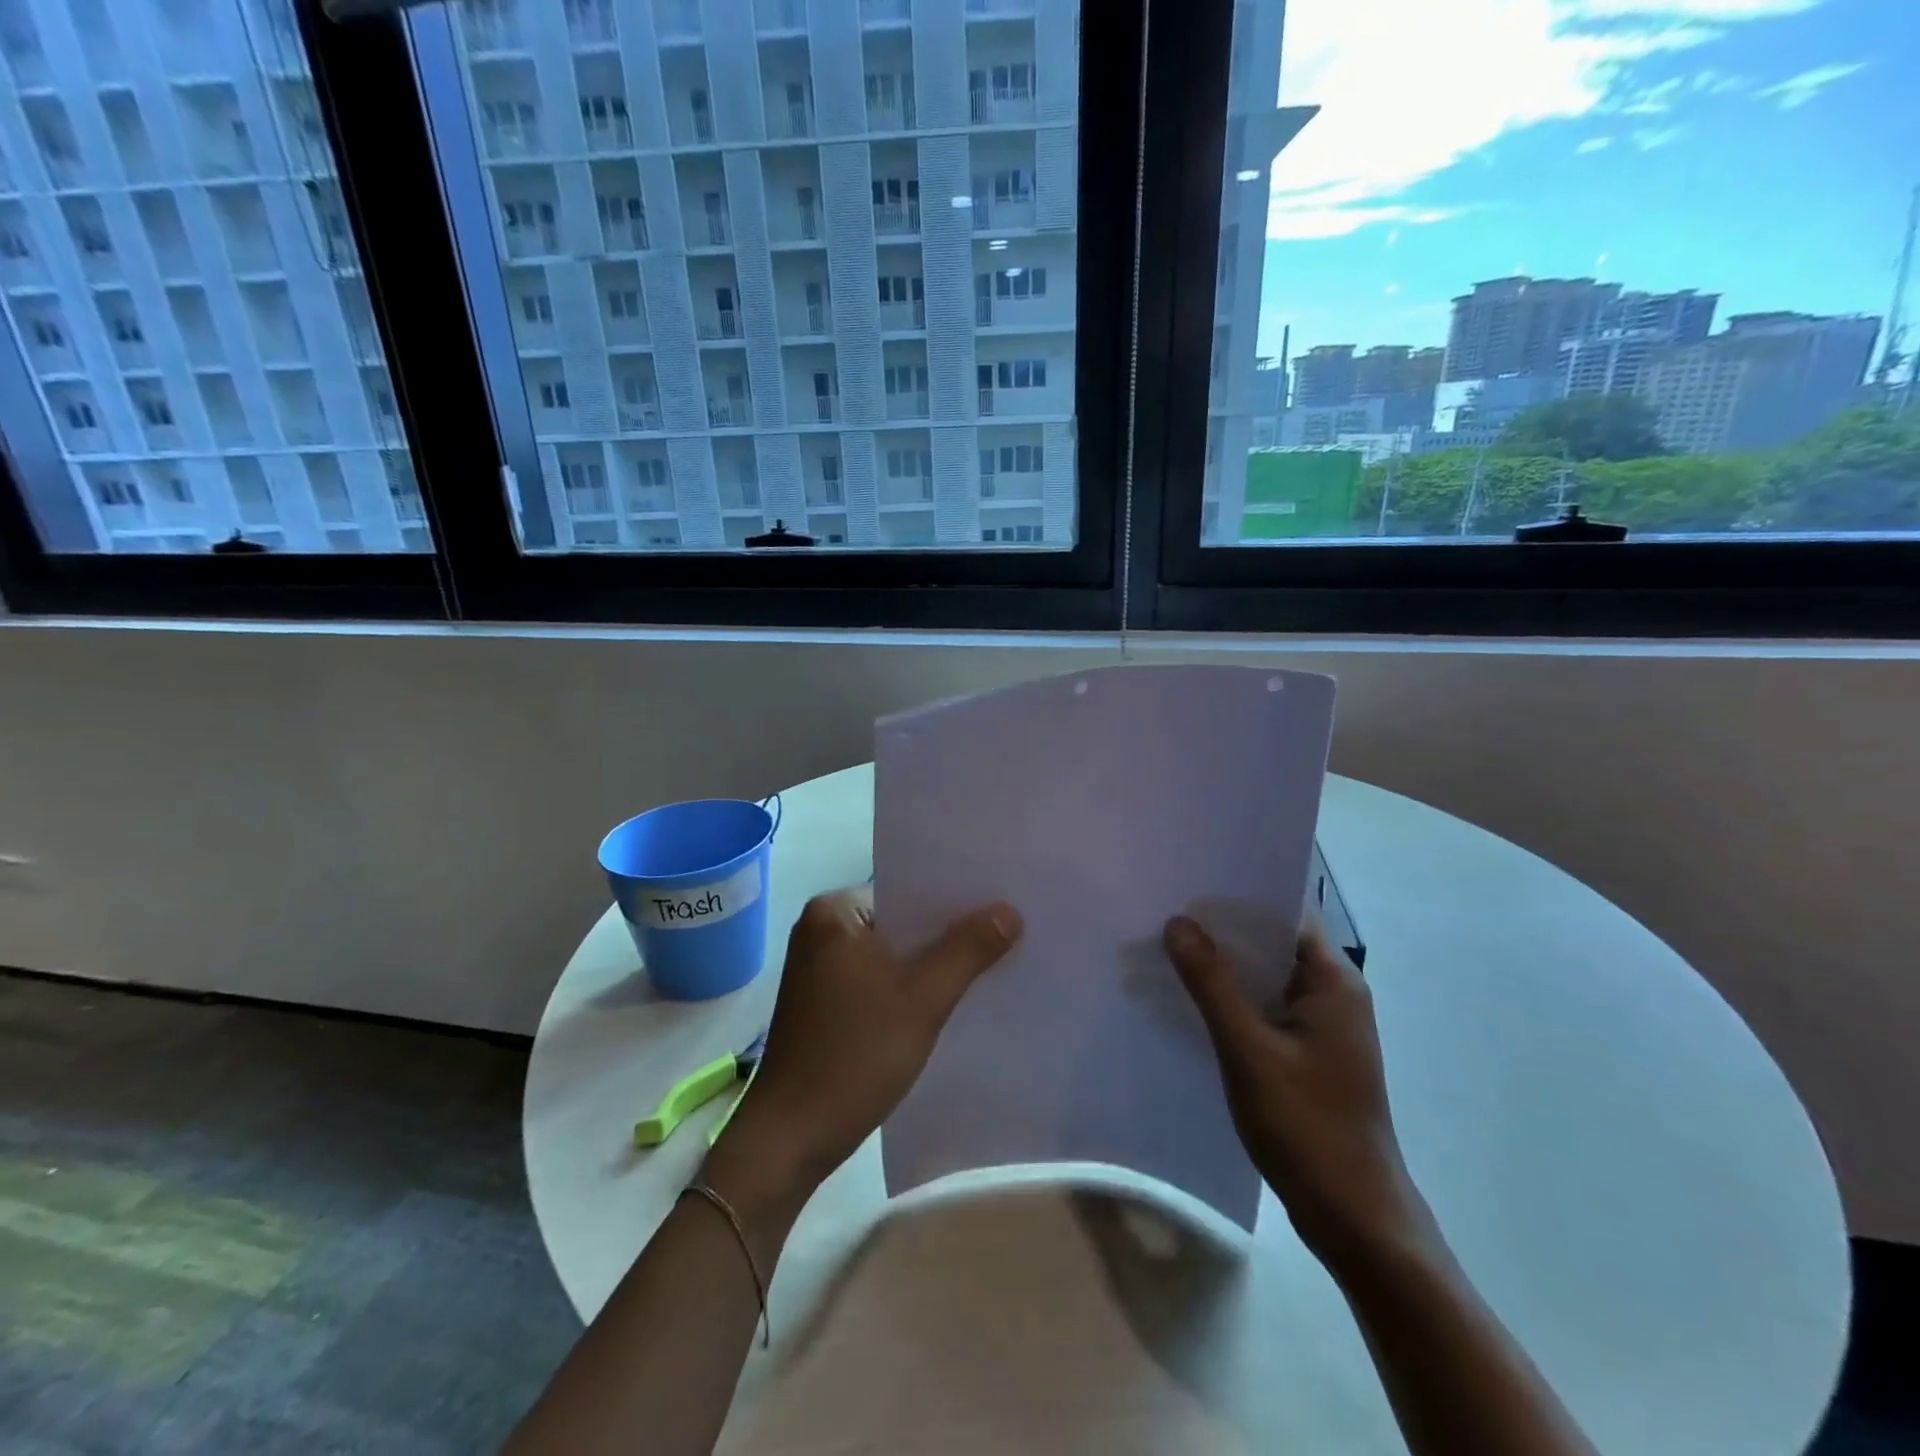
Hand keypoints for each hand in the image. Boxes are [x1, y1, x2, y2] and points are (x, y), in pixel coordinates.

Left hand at [714, 886, 1022, 1199]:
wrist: (789, 1140)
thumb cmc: (853, 1057)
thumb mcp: (922, 1000)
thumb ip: (968, 950)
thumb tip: (1010, 910)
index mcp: (834, 911)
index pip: (907, 888)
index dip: (956, 897)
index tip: (1002, 900)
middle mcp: (821, 928)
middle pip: (901, 919)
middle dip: (948, 931)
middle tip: (1007, 930)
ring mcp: (820, 966)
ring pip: (892, 951)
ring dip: (931, 961)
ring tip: (988, 960)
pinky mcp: (824, 1000)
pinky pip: (879, 977)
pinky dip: (910, 985)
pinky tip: (948, 996)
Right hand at [1164, 915, 1430, 1269]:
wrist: (1355, 1217)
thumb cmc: (1307, 1127)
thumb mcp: (1248, 1050)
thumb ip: (1212, 983)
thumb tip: (1178, 922)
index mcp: (1333, 980)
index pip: (1285, 911)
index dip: (1238, 893)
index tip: (1188, 880)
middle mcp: (1333, 992)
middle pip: (1272, 940)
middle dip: (1221, 927)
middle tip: (1164, 909)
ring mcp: (1322, 1024)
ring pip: (1265, 974)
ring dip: (1223, 963)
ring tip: (1167, 946)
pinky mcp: (1308, 1051)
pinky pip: (1264, 1005)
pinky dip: (1231, 996)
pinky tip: (1190, 998)